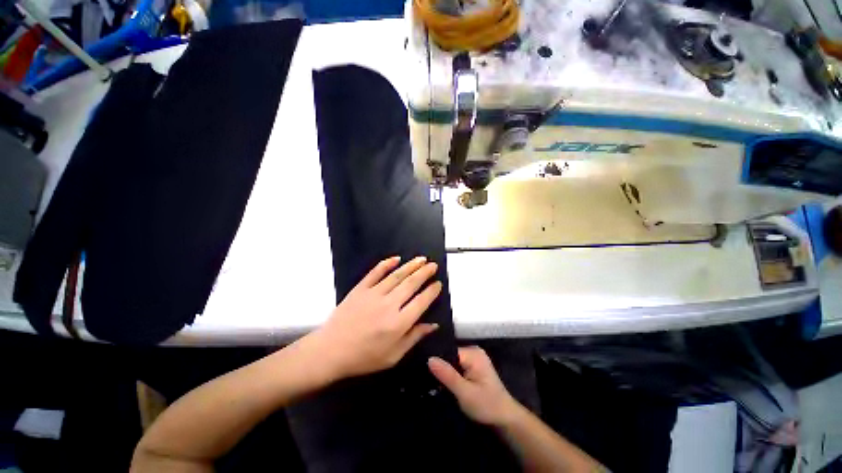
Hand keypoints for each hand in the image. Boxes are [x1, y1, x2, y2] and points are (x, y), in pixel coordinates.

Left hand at [312, 256, 441, 380]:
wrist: (330, 351)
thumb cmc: (364, 357)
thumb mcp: (393, 356)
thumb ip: (414, 337)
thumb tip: (433, 325)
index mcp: (398, 323)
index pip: (421, 301)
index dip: (432, 291)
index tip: (438, 284)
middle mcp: (388, 305)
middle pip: (411, 284)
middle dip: (425, 273)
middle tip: (433, 265)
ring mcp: (373, 294)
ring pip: (397, 275)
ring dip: (411, 265)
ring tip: (421, 259)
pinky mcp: (360, 289)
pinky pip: (375, 272)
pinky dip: (386, 264)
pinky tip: (396, 258)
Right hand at [428, 346, 520, 426]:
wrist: (506, 419)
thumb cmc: (487, 406)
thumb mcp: (465, 393)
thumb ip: (447, 375)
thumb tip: (429, 358)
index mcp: (473, 353)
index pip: (448, 351)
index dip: (437, 361)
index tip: (423, 371)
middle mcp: (473, 351)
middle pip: (449, 355)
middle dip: (440, 367)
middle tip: (426, 379)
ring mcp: (474, 359)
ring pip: (452, 362)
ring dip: (445, 372)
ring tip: (432, 382)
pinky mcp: (473, 367)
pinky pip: (457, 366)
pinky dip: (451, 375)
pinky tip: (443, 383)